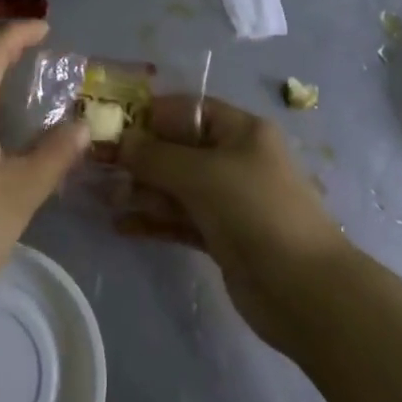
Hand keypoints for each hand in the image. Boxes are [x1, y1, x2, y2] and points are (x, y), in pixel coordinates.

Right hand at [118, 95, 348, 348]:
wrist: (305, 291)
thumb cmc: (255, 211)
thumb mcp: (202, 174)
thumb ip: (156, 156)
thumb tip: (121, 141)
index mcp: (240, 131)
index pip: (188, 109)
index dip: (150, 114)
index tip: (110, 124)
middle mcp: (234, 158)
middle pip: (178, 148)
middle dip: (139, 155)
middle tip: (96, 164)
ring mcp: (228, 200)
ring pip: (176, 186)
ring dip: (142, 189)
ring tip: (101, 196)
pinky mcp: (221, 236)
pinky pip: (180, 219)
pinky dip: (154, 220)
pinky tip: (120, 225)